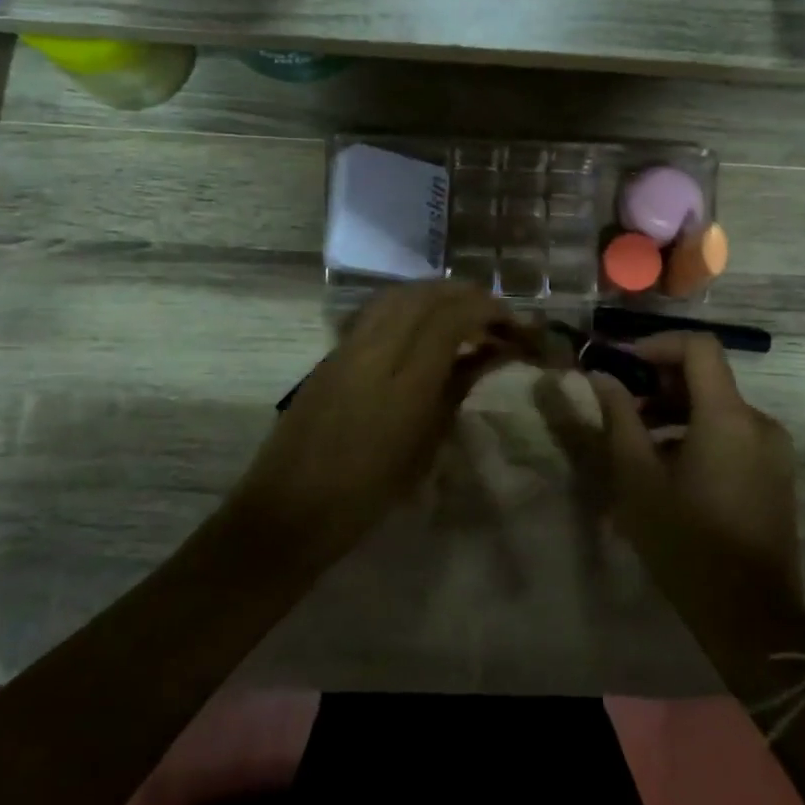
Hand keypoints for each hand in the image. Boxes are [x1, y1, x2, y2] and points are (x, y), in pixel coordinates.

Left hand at [231, 282, 525, 554]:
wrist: (290, 510)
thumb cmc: (367, 494)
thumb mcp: (425, 445)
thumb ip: (456, 388)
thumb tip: (488, 354)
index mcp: (404, 382)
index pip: (451, 317)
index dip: (488, 310)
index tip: (514, 324)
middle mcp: (374, 351)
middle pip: (425, 295)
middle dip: (466, 295)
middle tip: (495, 314)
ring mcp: (348, 346)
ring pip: (398, 295)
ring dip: (437, 294)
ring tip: (464, 313)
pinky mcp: (332, 352)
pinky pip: (377, 310)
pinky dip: (410, 305)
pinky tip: (424, 324)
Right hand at [583, 332, 802, 606]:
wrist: (751, 618)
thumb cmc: (686, 543)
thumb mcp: (638, 479)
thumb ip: (620, 419)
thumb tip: (602, 377)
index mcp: (729, 417)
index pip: (699, 347)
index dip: (657, 344)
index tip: (622, 364)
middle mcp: (759, 423)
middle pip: (707, 377)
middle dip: (659, 382)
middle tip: (621, 406)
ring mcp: (772, 450)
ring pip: (718, 408)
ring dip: (675, 412)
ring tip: (636, 443)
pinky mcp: (775, 473)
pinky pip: (732, 434)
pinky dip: (698, 434)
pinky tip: (669, 469)